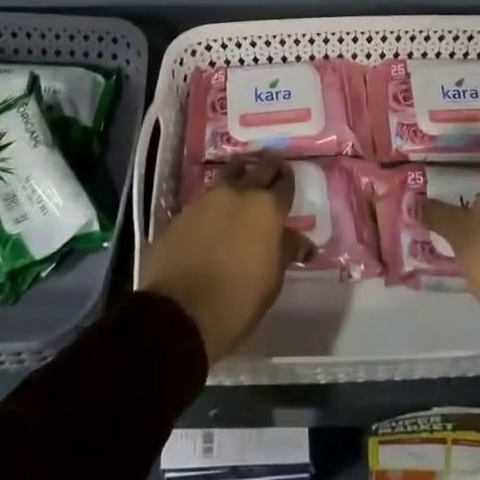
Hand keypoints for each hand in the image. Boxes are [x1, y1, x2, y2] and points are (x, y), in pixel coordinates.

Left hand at [140, 157, 312, 362]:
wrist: (178, 313)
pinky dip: (217, 196)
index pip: (285, 183)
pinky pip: (207, 194)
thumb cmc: (237, 302)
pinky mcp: (184, 210)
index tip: (288, 179)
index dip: (288, 181)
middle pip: (259, 168)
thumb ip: (285, 252)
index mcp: (267, 209)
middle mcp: (239, 194)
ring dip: (240, 172)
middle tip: (273, 167)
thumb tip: (301, 242)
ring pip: (230, 173)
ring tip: (244, 178)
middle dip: (268, 166)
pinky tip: (217, 208)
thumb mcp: (271, 281)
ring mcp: (208, 198)